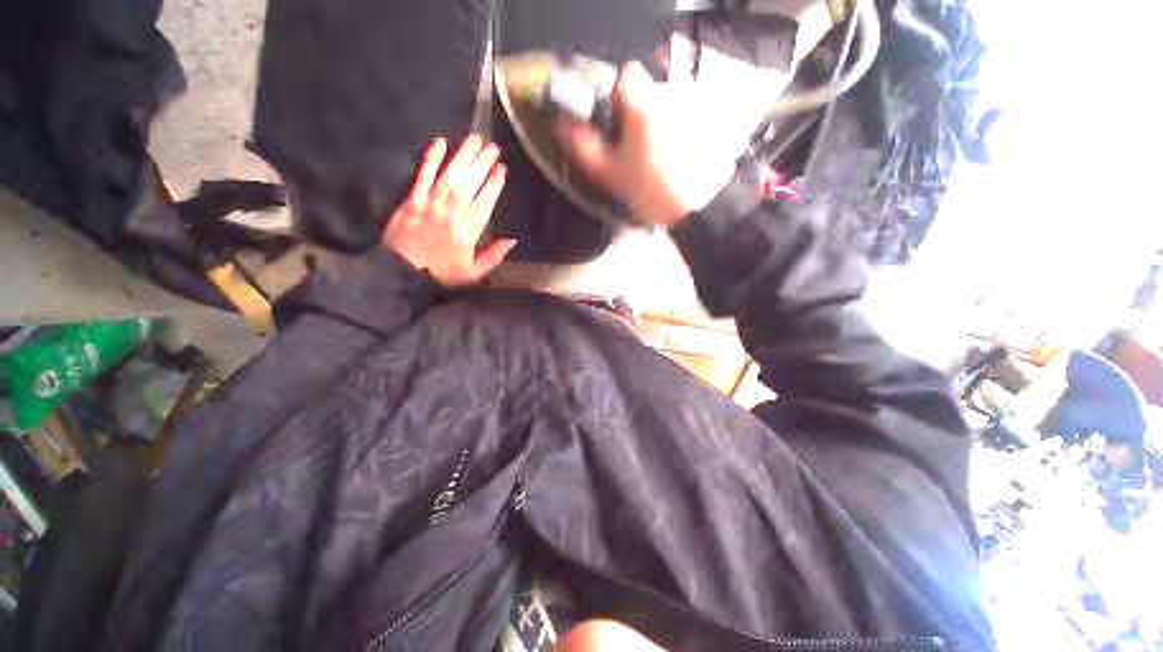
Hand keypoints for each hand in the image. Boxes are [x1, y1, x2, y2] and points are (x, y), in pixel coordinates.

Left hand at [383, 135, 515, 286]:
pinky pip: (422, 176)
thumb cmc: (442, 274)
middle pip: (470, 185)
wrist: (403, 274)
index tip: (502, 169)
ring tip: (475, 139)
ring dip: (463, 156)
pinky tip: (440, 142)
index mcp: (468, 233)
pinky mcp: (412, 201)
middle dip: (482, 164)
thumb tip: (512, 240)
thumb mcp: (474, 273)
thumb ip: (494, 256)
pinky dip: (431, 159)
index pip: (484, 203)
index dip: (494, 184)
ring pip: (450, 177)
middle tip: (493, 147)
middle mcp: (452, 215)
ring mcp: (431, 205)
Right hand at [556, 62, 738, 226]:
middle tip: (636, 147)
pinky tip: (677, 156)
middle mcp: (670, 97)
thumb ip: (585, 148)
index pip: (628, 75)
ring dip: (659, 122)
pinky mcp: (708, 123)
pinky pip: (686, 117)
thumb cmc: (651, 191)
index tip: (618, 121)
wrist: (697, 208)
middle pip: (649, 91)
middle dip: (639, 112)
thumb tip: (565, 125)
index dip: (619, 95)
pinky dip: (678, 130)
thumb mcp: (611, 175)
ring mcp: (693, 108)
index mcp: (643, 106)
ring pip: (668, 105)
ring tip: (658, 156)